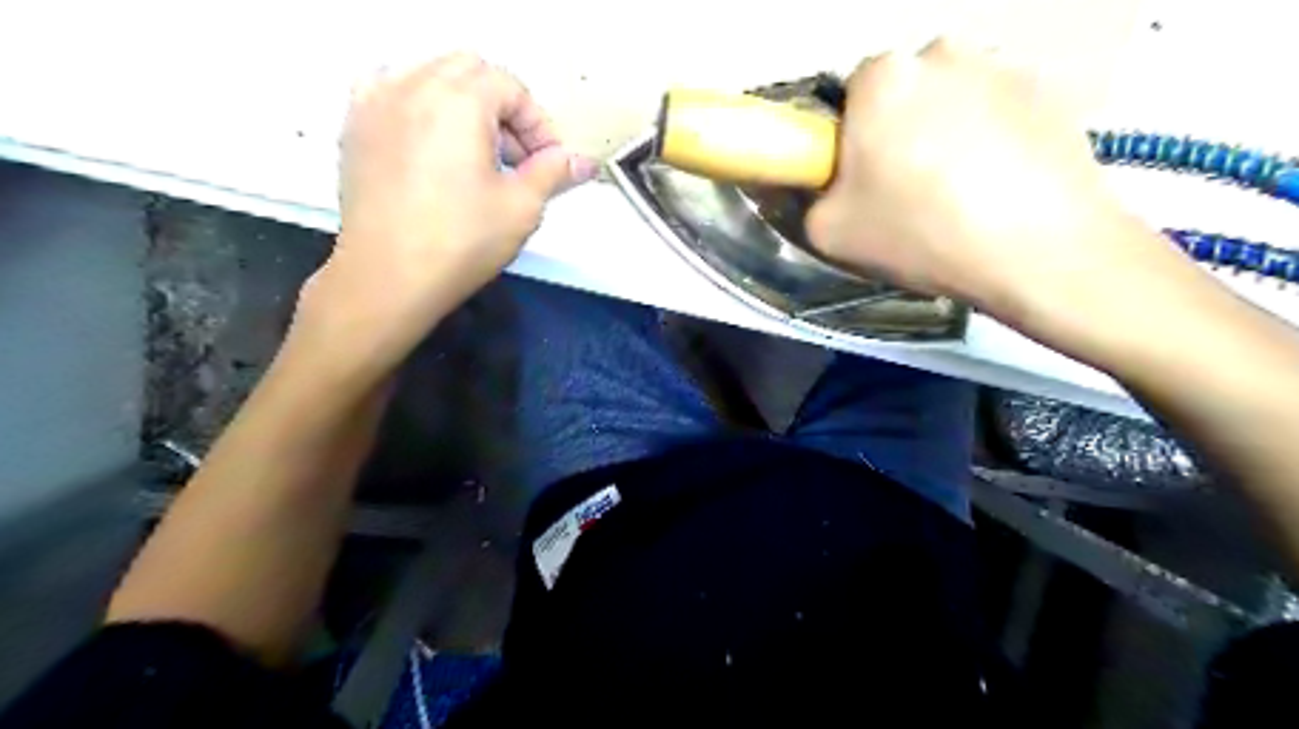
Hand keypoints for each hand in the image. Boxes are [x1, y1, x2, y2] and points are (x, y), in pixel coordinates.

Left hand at [297, 55, 593, 369]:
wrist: (388, 276)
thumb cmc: (459, 242)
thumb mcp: (521, 207)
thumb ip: (554, 173)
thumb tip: (584, 162)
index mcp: (459, 100)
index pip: (511, 88)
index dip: (538, 124)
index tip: (549, 162)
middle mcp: (413, 86)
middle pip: (471, 72)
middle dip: (503, 108)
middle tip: (518, 157)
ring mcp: (376, 103)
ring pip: (430, 75)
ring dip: (464, 103)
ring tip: (477, 153)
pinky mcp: (355, 127)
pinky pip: (390, 89)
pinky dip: (418, 103)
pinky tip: (429, 139)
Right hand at [810, 38, 1185, 328]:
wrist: (1038, 250)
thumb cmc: (920, 233)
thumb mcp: (829, 232)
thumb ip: (811, 196)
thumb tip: (828, 185)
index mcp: (882, 77)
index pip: (850, 96)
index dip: (852, 139)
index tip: (865, 179)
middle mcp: (941, 51)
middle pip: (904, 92)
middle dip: (900, 131)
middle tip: (908, 190)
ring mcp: (1003, 66)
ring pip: (952, 100)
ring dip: (947, 134)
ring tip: (960, 194)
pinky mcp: (1050, 91)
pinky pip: (998, 112)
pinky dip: (991, 141)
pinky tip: (998, 188)